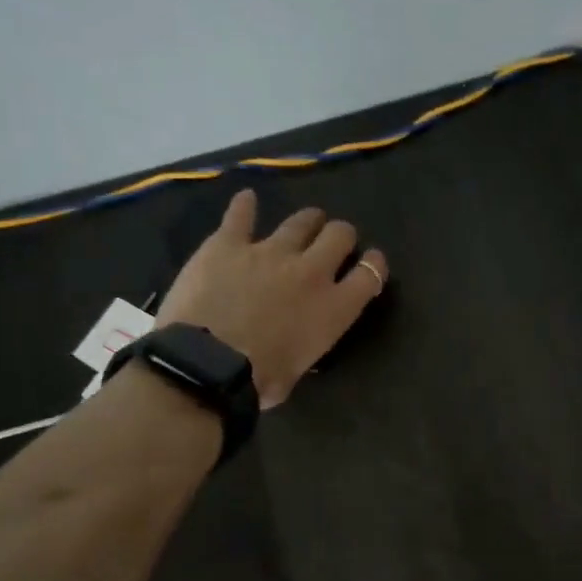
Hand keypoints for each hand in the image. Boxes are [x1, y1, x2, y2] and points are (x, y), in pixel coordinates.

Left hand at [153, 189, 387, 407]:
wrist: (208, 364)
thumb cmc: (259, 381)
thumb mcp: (299, 370)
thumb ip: (306, 346)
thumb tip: (295, 345)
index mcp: (335, 308)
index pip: (370, 274)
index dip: (374, 265)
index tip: (370, 263)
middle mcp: (311, 271)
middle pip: (339, 235)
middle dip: (340, 236)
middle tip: (332, 243)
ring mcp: (270, 251)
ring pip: (301, 221)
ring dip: (306, 221)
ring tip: (304, 224)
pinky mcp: (229, 243)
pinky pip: (241, 215)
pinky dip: (245, 206)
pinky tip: (246, 199)